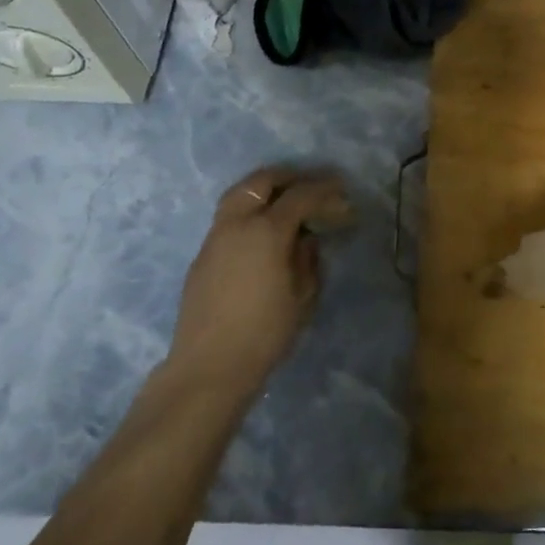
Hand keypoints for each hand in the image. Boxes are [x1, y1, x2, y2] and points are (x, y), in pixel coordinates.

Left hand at [168, 167, 352, 395]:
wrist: (209, 366)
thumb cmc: (265, 333)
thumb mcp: (303, 296)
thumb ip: (308, 259)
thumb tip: (305, 240)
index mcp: (266, 230)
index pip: (301, 196)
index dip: (324, 189)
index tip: (342, 189)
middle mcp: (237, 223)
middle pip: (262, 181)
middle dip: (289, 177)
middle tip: (311, 185)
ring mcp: (215, 237)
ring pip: (239, 194)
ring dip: (265, 190)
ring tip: (285, 202)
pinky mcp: (203, 255)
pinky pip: (229, 217)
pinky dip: (249, 211)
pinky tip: (262, 233)